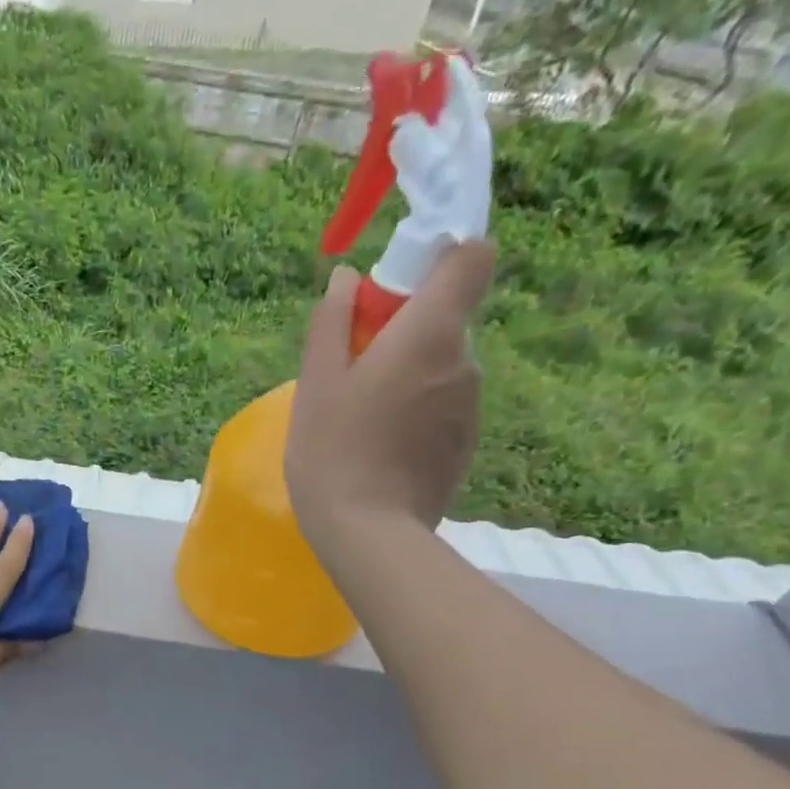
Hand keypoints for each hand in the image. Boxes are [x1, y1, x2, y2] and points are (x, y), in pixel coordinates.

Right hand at [285, 240, 496, 563]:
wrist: (368, 532)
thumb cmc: (333, 451)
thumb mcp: (316, 384)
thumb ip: (332, 323)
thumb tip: (346, 279)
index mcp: (430, 334)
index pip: (472, 258)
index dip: (441, 256)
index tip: (397, 284)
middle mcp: (464, 361)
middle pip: (447, 317)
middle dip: (405, 329)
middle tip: (353, 369)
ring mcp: (471, 405)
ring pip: (442, 365)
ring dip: (409, 374)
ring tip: (362, 419)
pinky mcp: (467, 442)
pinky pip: (443, 405)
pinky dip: (417, 410)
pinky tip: (380, 447)